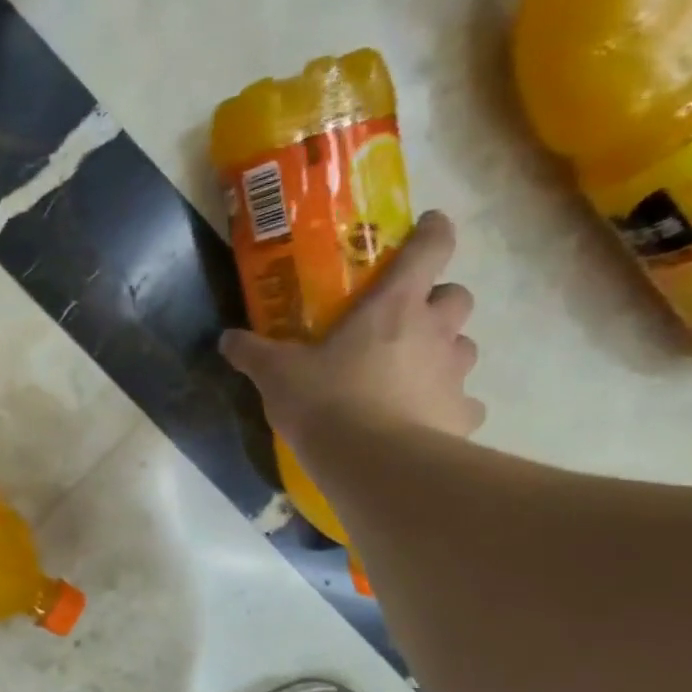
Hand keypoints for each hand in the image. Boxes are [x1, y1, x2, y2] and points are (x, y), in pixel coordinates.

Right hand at [220, 210, 483, 443]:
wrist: (374, 464)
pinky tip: (420, 421)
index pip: (432, 247)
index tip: (426, 227)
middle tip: (406, 322)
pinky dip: (447, 406)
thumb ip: (253, 352)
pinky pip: (462, 403)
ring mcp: (454, 375)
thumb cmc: (327, 403)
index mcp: (395, 305)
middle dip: (438, 302)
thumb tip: (227, 339)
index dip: (432, 231)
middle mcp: (435, 332)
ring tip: (411, 375)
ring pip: (464, 348)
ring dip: (444, 353)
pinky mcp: (461, 416)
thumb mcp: (277, 375)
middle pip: (457, 297)